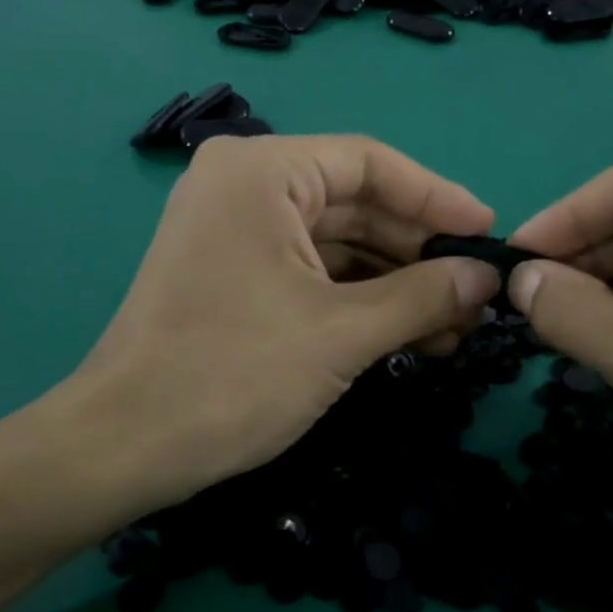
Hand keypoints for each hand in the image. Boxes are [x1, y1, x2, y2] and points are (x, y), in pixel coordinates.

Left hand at [33, 135, 501, 522]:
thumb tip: (487, 278)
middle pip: (357, 204)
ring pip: (338, 244)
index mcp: (262, 172)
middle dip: (419, 252)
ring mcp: (236, 232)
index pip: (371, 163)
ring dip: (396, 284)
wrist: (124, 448)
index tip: (488, 234)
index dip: (437, 198)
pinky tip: (408, 334)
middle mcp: (245, 187)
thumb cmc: (232, 375)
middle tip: (477, 295)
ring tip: (454, 327)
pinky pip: (312, 272)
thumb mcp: (342, 334)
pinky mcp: (234, 275)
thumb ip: (423, 297)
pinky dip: (360, 300)